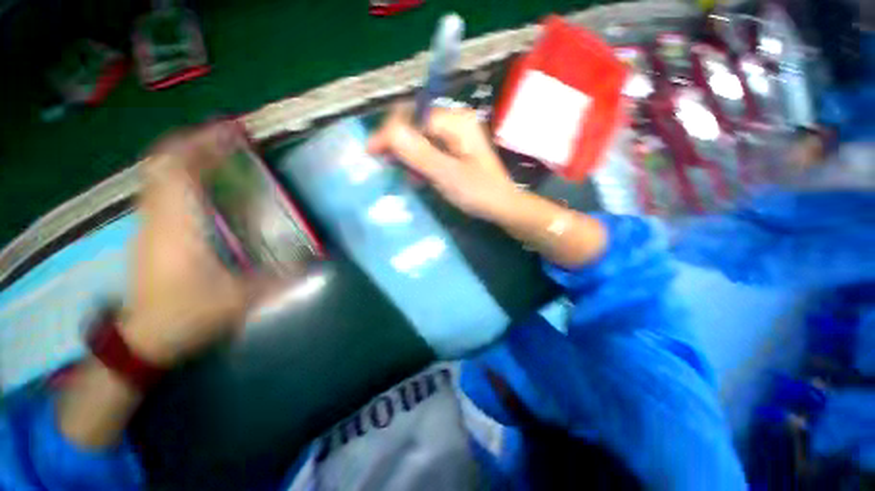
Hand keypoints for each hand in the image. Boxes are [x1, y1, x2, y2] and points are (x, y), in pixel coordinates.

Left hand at [124, 123, 260, 365]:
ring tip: (216, 151)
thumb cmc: (186, 315)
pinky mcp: (149, 232)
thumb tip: (315, 266)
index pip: (179, 169)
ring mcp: (149, 224)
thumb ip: (279, 280)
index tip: (230, 131)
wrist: (143, 340)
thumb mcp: (240, 300)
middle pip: (164, 163)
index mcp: (178, 226)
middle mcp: (158, 217)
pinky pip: (159, 190)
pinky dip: (178, 175)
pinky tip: (201, 182)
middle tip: (226, 136)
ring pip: (158, 174)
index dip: (203, 144)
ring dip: (185, 156)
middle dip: (194, 143)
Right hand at [367, 107, 519, 221]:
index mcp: (456, 121)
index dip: (390, 133)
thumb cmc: (479, 193)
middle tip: (382, 162)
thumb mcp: (448, 175)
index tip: (372, 152)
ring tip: (395, 170)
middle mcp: (455, 121)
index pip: (413, 117)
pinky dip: (417, 160)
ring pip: (419, 136)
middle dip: (396, 141)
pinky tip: (414, 174)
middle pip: (415, 123)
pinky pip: (429, 147)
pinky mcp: (455, 148)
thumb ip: (420, 154)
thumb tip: (389, 132)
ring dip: (405, 152)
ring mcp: (455, 134)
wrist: (502, 206)